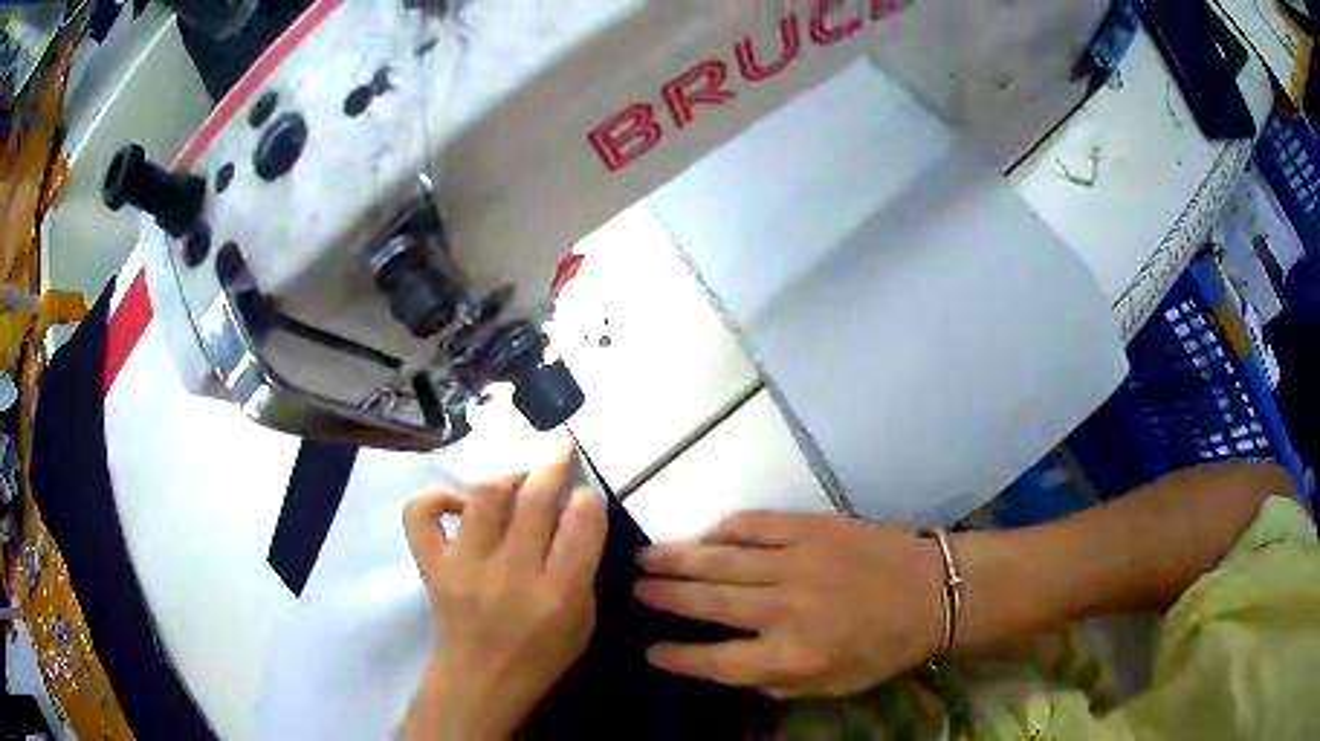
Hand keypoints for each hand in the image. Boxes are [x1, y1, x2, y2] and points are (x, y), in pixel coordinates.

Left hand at [402, 445, 606, 739]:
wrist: (479, 682)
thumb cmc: (539, 657)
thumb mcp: (582, 623)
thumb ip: (582, 569)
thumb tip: (576, 516)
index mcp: (558, 596)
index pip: (580, 529)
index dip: (586, 500)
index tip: (585, 492)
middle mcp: (511, 576)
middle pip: (534, 503)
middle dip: (553, 467)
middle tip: (560, 452)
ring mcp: (466, 567)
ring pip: (485, 498)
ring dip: (508, 474)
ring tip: (520, 474)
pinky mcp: (432, 566)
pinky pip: (421, 516)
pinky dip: (437, 498)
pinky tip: (459, 503)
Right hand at [635, 511, 943, 698]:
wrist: (931, 591)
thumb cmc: (882, 647)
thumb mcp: (830, 685)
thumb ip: (775, 682)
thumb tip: (729, 667)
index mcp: (792, 656)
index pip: (716, 661)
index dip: (677, 657)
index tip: (648, 651)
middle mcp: (785, 609)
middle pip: (708, 602)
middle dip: (663, 596)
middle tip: (631, 588)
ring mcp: (796, 562)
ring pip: (720, 560)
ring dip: (678, 559)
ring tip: (644, 557)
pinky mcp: (810, 527)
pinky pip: (754, 524)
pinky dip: (723, 529)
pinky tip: (705, 534)